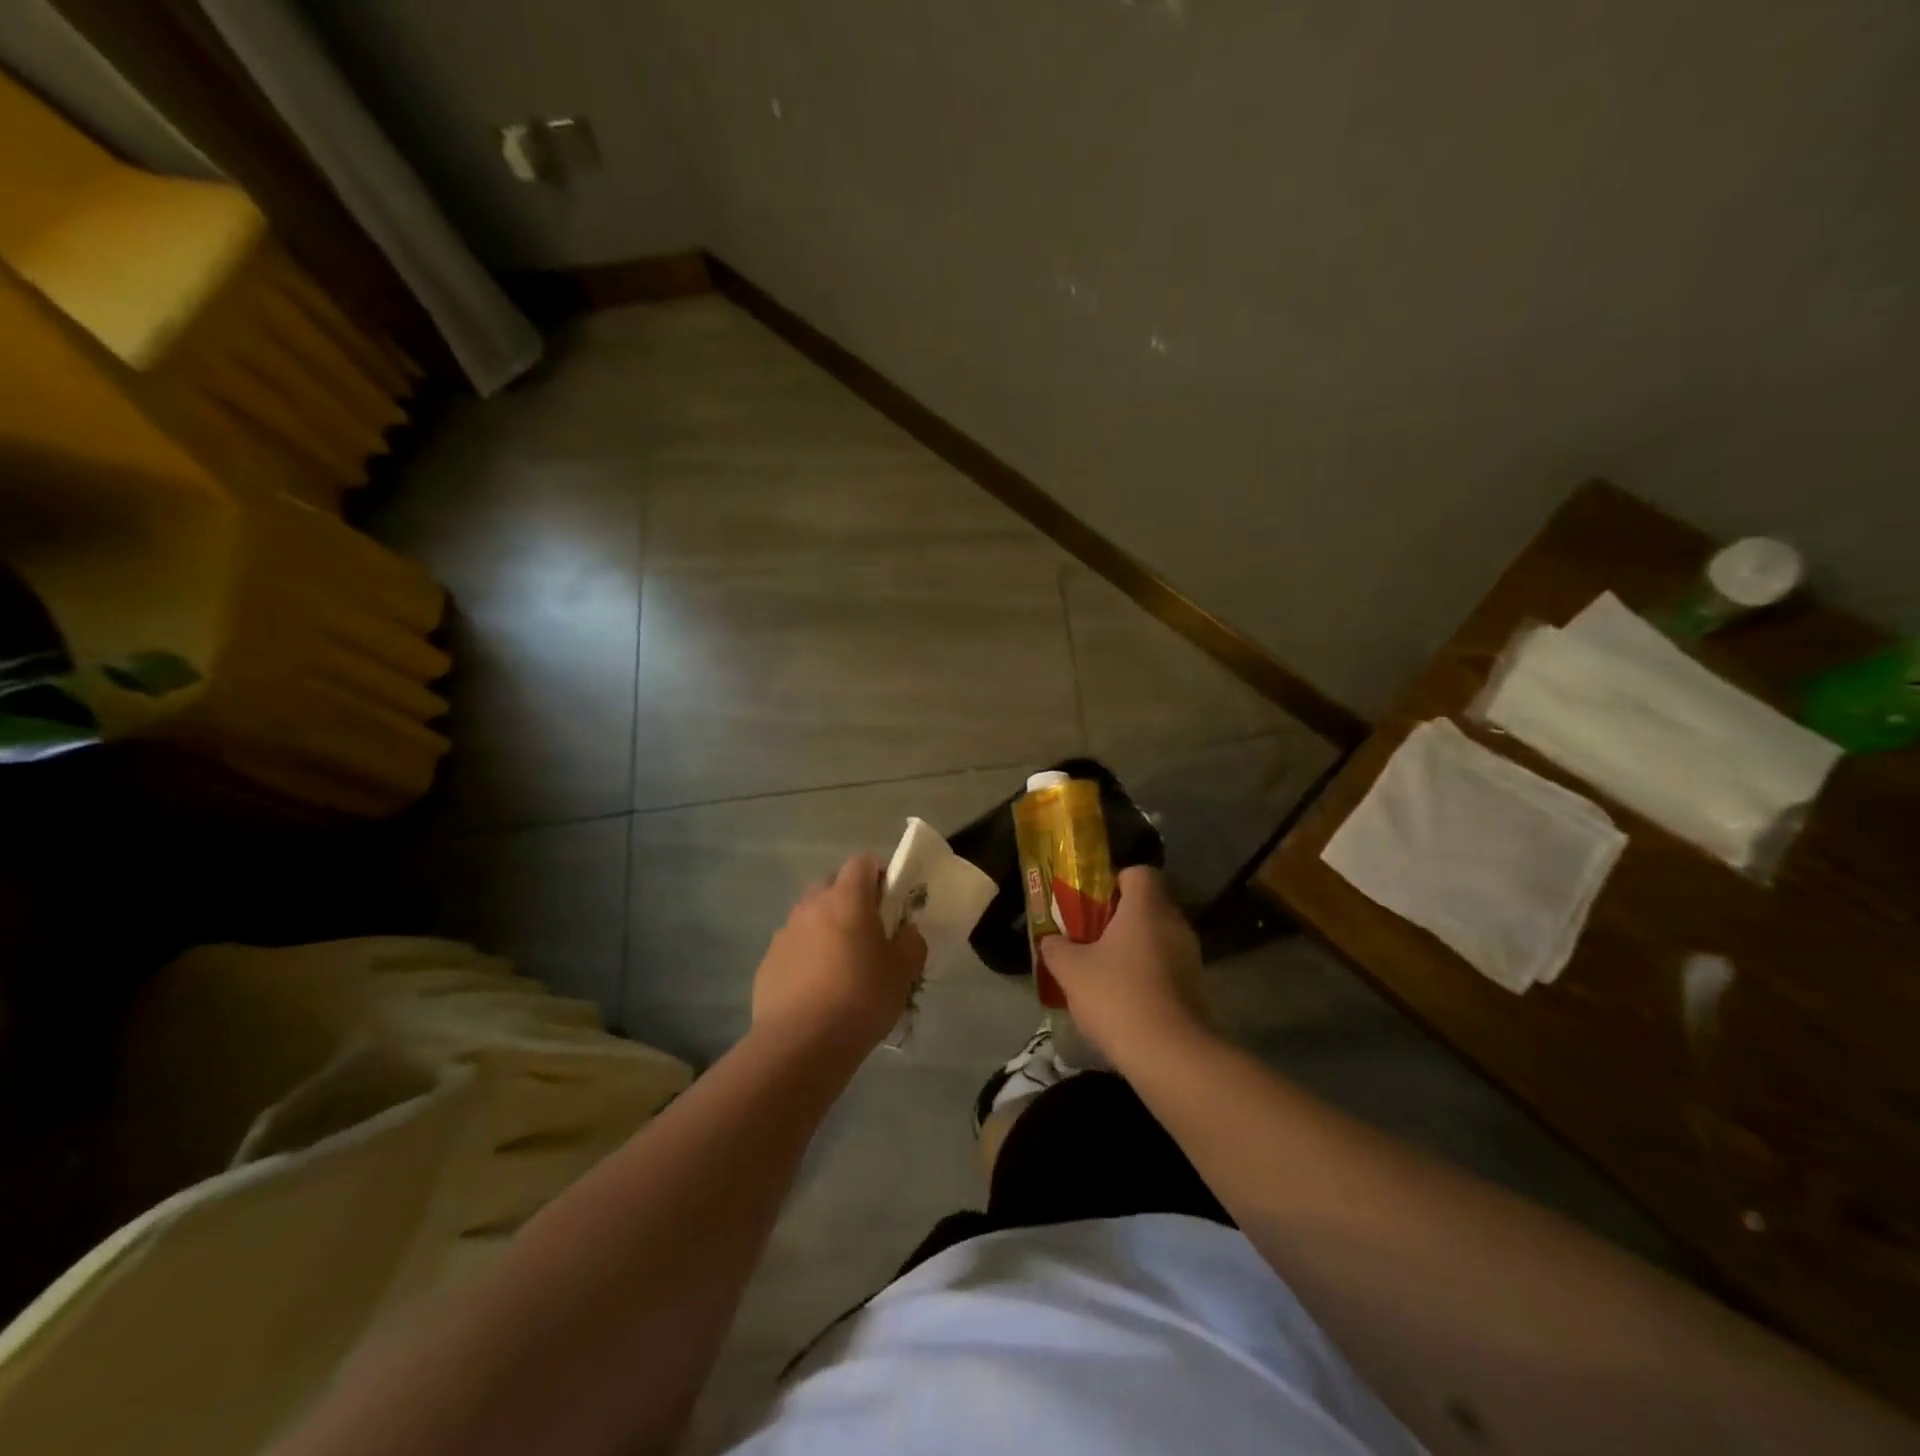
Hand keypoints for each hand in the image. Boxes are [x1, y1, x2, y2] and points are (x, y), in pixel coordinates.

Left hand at [751, 854, 927, 1053]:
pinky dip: (806, 956)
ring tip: (841, 965)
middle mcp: (812, 905)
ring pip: (810, 916)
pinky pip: (793, 947)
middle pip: (833, 885)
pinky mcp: (768, 962)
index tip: (891, 900)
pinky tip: (817, 989)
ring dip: (826, 928)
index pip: (863, 861)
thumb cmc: (861, 998)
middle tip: (868, 932)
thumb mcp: (903, 971)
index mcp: (847, 898)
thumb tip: (906, 933)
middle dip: (851, 900)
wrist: (801, 1043)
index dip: (879, 874)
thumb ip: (911, 942)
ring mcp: (785, 932)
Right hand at [1040, 866, 1208, 1064]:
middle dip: (1120, 918)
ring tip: (1105, 973)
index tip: (1093, 903)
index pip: (1138, 872)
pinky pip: (1168, 967)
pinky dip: (1149, 976)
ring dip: (1135, 949)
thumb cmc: (1116, 995)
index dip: (1115, 881)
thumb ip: (1056, 948)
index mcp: (1146, 907)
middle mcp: (1174, 923)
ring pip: (1158, 938)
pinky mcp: (1197, 988)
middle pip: (1148, 906)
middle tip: (1091, 938)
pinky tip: (1125, 1000)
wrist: (1169, 1054)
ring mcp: (1191, 957)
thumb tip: (1051, 939)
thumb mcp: (1070, 970)